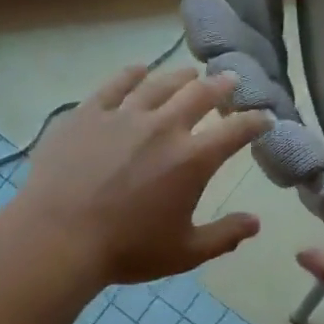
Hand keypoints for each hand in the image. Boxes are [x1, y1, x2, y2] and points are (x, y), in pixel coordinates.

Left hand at [15, 64, 269, 287]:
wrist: (59, 237)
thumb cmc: (127, 249)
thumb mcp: (185, 252)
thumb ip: (224, 236)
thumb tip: (256, 223)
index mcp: (192, 160)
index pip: (235, 131)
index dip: (254, 122)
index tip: (264, 117)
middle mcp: (164, 127)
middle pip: (200, 94)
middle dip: (220, 86)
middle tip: (229, 80)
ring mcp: (124, 116)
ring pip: (160, 84)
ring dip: (181, 76)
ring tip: (190, 72)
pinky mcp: (88, 113)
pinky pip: (115, 85)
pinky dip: (132, 74)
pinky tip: (139, 70)